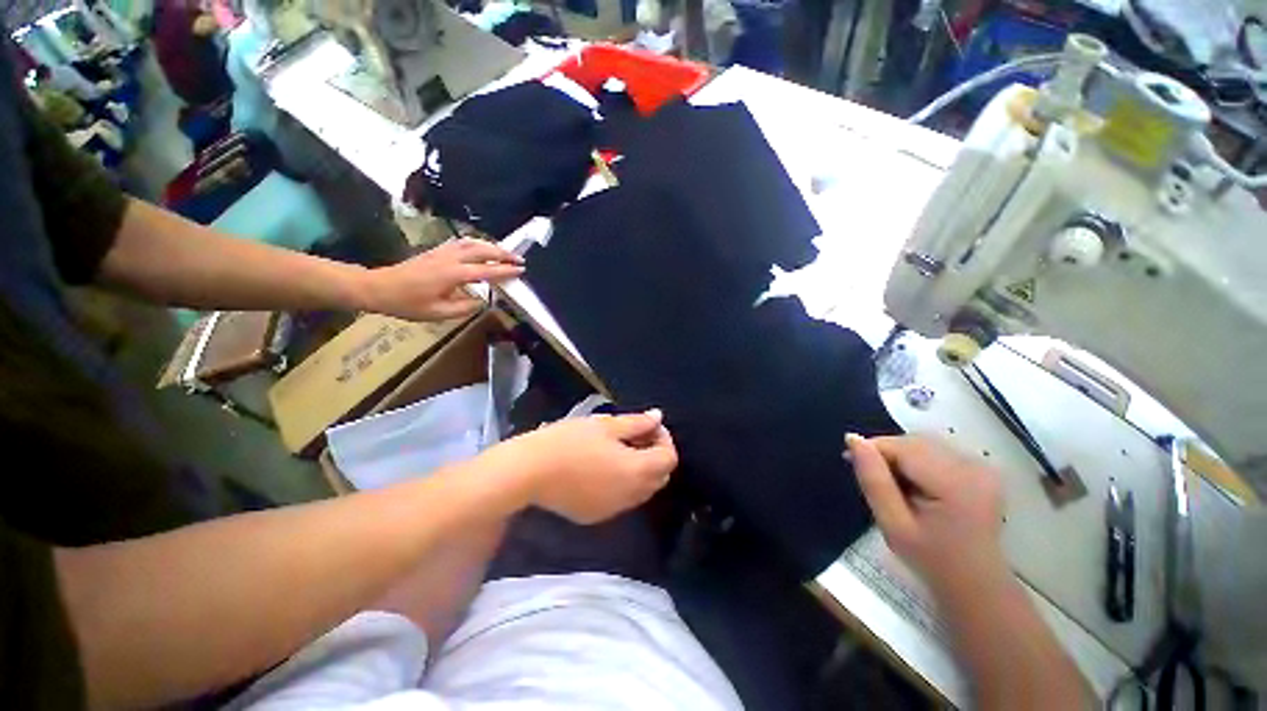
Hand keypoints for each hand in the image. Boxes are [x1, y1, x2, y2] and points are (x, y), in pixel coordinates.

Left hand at [360, 238, 523, 320]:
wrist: (378, 287)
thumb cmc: (407, 303)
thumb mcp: (438, 313)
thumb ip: (464, 308)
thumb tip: (482, 302)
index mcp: (452, 274)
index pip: (486, 270)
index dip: (505, 270)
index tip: (521, 270)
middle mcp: (450, 259)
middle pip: (482, 250)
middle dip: (503, 254)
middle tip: (520, 260)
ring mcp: (442, 252)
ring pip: (472, 243)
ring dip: (492, 246)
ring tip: (506, 254)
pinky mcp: (437, 251)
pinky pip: (462, 243)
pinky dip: (478, 244)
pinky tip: (483, 249)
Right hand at [489, 410, 676, 523]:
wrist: (530, 472)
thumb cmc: (570, 441)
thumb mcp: (607, 425)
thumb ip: (638, 423)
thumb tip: (658, 418)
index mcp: (638, 471)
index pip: (669, 458)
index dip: (663, 438)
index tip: (646, 424)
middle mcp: (632, 496)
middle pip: (659, 476)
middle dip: (654, 453)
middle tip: (634, 435)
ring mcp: (614, 509)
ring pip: (642, 490)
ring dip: (641, 469)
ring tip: (619, 449)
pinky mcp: (596, 516)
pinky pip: (622, 499)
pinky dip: (624, 483)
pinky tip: (602, 468)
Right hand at [846, 434, 1005, 593]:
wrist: (977, 585)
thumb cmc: (931, 560)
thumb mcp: (893, 524)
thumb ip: (873, 480)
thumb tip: (853, 439)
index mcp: (955, 483)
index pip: (902, 447)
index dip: (872, 449)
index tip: (849, 460)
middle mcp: (973, 467)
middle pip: (914, 441)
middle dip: (886, 452)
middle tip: (872, 478)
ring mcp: (981, 467)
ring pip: (923, 443)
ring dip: (900, 456)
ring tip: (894, 484)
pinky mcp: (981, 469)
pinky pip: (937, 451)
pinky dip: (917, 460)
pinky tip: (915, 484)